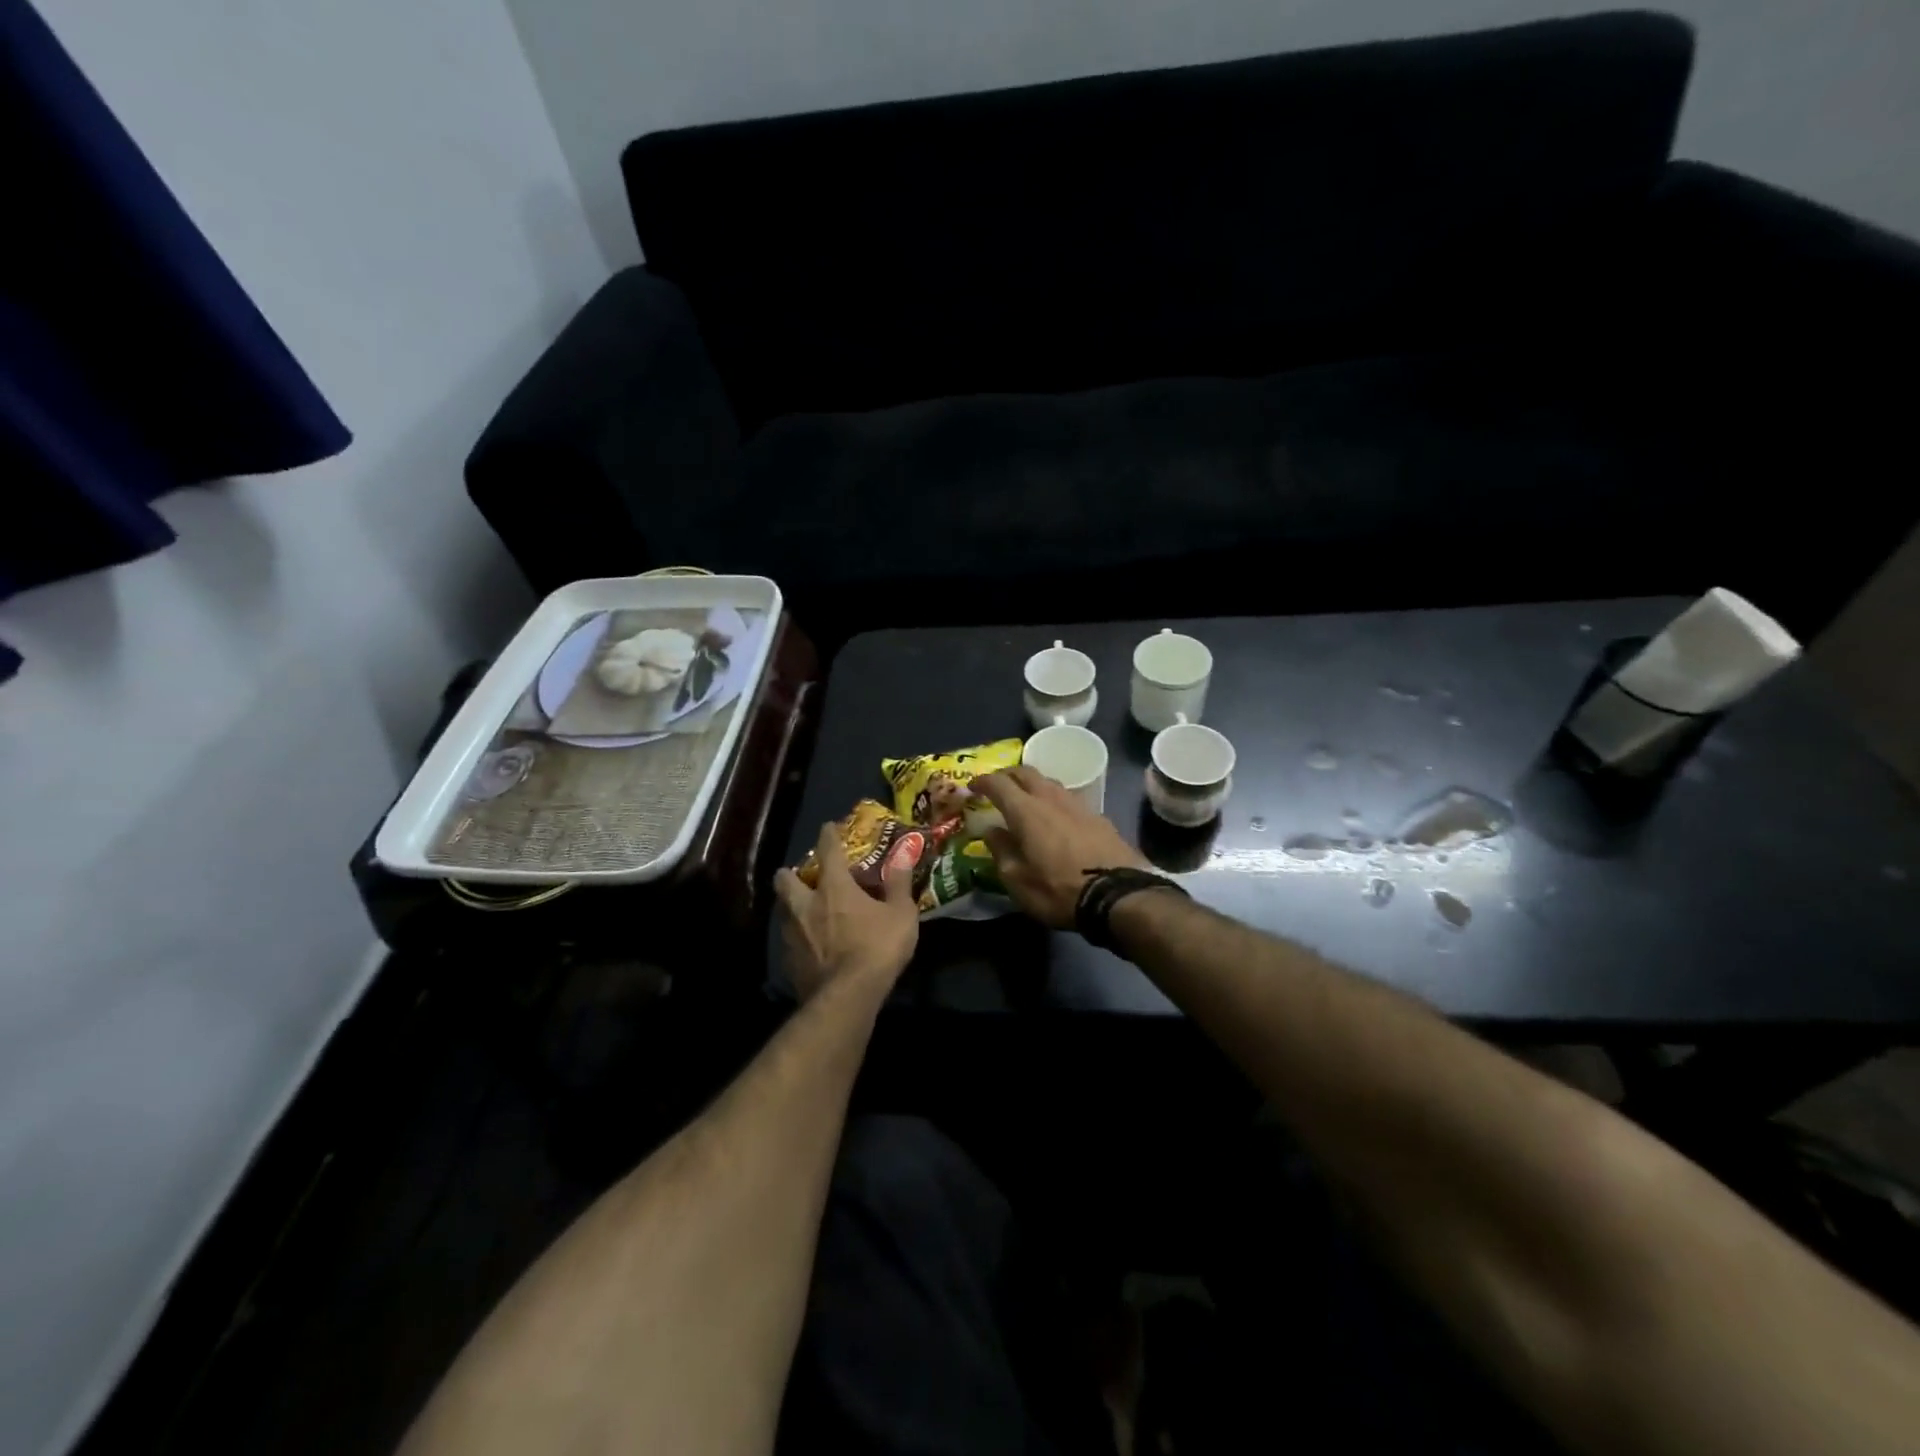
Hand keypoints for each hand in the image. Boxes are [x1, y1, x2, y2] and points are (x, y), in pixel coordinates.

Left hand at [772, 821, 919, 1001]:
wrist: (847, 996)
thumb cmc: (877, 948)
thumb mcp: (901, 914)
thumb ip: (899, 884)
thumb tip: (903, 855)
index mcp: (834, 887)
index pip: (827, 850)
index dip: (828, 835)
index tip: (828, 827)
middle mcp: (806, 904)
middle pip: (786, 879)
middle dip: (790, 873)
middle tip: (803, 876)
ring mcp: (793, 933)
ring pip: (783, 910)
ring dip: (791, 906)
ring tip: (805, 911)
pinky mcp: (789, 961)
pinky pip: (789, 940)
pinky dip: (797, 937)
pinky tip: (809, 945)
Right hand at [975, 766, 1149, 929]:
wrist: (1118, 894)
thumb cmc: (1058, 890)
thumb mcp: (1017, 880)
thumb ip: (1001, 851)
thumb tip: (991, 831)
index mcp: (1026, 811)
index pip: (998, 783)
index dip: (982, 781)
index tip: (972, 786)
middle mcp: (1051, 799)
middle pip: (1026, 772)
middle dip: (1007, 775)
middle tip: (997, 786)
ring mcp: (1078, 805)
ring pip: (1050, 783)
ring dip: (1033, 785)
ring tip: (1026, 800)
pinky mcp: (1098, 817)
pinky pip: (1068, 799)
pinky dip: (1054, 801)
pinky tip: (1056, 817)